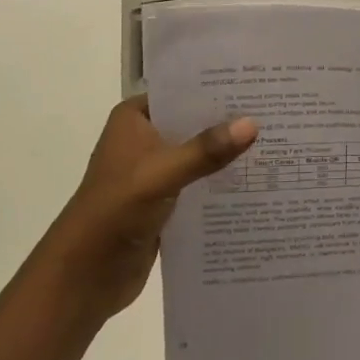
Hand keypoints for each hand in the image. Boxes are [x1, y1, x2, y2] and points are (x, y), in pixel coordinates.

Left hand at [34, 97, 256, 330]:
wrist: (84, 277)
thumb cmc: (114, 211)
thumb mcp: (162, 174)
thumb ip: (205, 151)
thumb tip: (253, 124)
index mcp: (134, 118)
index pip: (183, 91)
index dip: (218, 87)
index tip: (259, 82)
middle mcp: (144, 138)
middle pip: (194, 122)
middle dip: (229, 121)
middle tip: (276, 111)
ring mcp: (153, 171)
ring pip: (198, 154)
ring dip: (227, 154)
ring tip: (275, 142)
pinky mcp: (163, 201)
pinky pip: (198, 183)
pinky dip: (220, 182)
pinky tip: (255, 180)